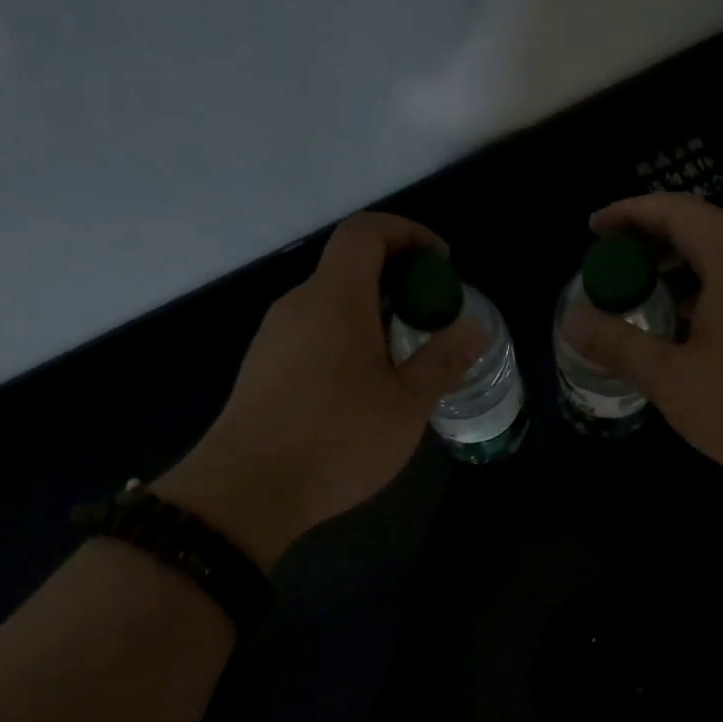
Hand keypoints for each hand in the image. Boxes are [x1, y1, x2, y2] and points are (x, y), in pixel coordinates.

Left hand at [154, 213, 483, 569]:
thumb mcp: (406, 403)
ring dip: (372, 317)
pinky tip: (362, 391)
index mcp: (335, 298)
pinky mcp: (262, 369)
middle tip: (432, 322)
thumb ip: (443, 359)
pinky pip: (312, 336)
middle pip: (349, 268)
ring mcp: (273, 337)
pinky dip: (346, 342)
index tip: (442, 266)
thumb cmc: (338, 439)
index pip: (367, 231)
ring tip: (403, 362)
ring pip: (330, 306)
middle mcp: (298, 305)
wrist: (248, 490)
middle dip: (398, 282)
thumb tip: (474, 328)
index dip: (409, 234)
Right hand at [563, 193, 722, 506]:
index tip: (593, 228)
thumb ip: (617, 344)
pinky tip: (692, 332)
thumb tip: (570, 320)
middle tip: (612, 268)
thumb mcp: (671, 378)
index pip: (675, 210)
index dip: (628, 213)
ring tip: (645, 300)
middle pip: (703, 229)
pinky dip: (710, 293)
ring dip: (682, 271)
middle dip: (652, 243)